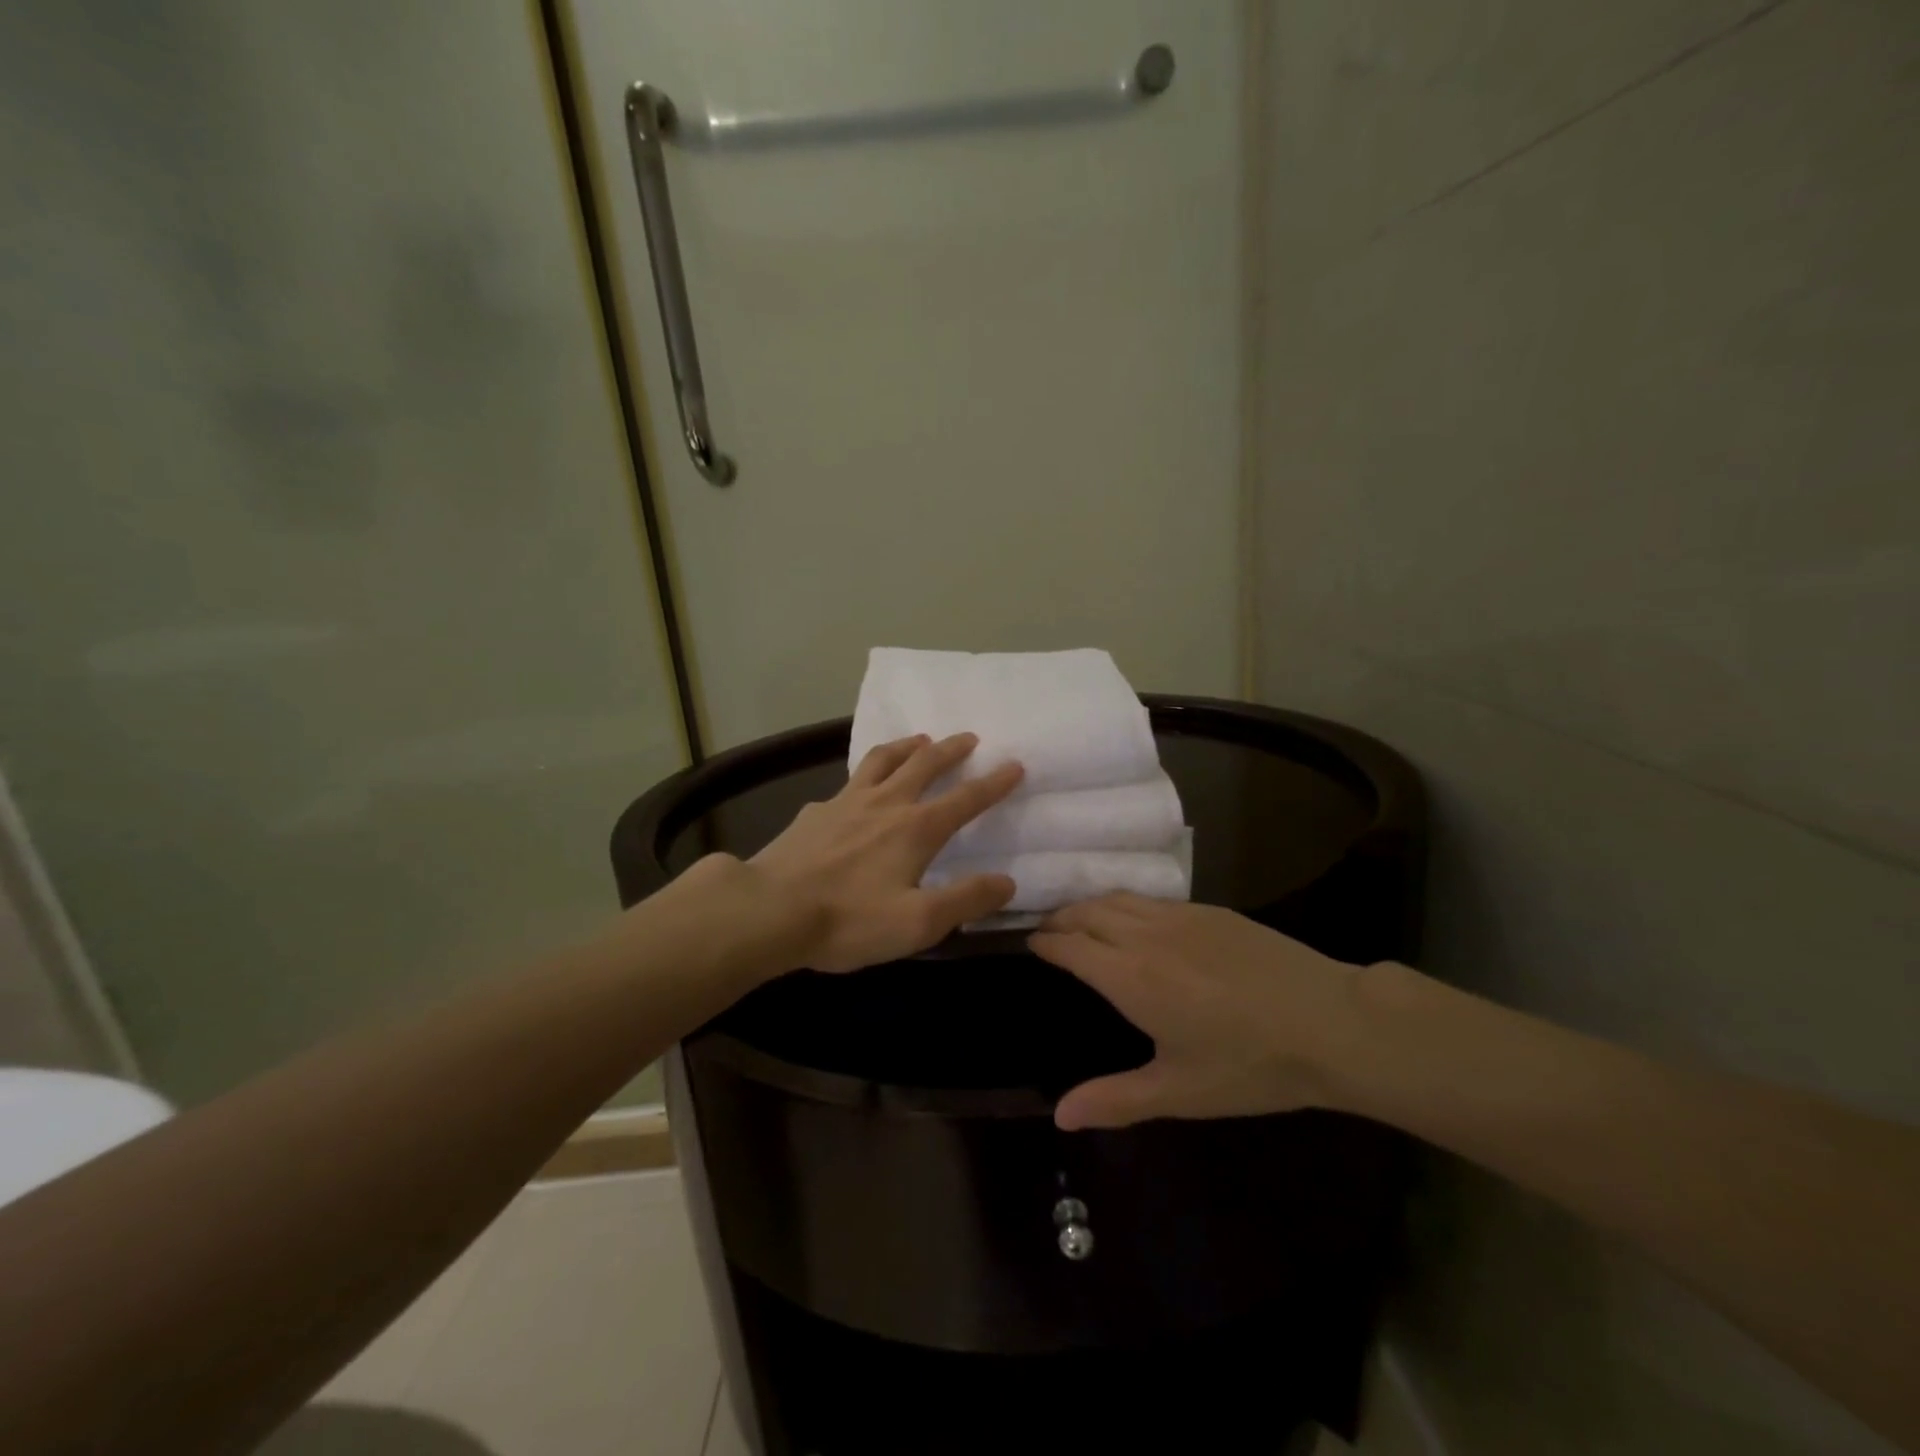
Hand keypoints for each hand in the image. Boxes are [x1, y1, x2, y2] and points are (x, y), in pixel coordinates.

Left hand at [744, 733, 1023, 973]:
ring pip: (883, 760)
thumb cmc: (849, 920)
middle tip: (969, 737)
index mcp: (916, 828)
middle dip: (951, 749)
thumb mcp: (919, 922)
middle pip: (924, 764)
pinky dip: (865, 777)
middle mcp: (885, 804)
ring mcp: (846, 802)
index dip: (994, 782)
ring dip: (907, 746)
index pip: (966, 798)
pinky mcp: (815, 812)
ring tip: (920, 740)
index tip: (1014, 764)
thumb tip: (1007, 882)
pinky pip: (848, 783)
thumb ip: (966, 900)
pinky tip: (858, 790)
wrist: (769, 910)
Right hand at [1030, 895, 1368, 1129]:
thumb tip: (1059, 1116)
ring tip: (1081, 920)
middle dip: (1061, 919)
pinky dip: (1126, 903)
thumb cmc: (1251, 1065)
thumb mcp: (1180, 1092)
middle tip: (1048, 932)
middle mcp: (1146, 935)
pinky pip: (1151, 899)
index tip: (1030, 944)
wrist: (1331, 1023)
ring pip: (1119, 898)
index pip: (1070, 945)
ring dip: (1090, 905)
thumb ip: (1115, 1100)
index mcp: (1130, 976)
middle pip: (1087, 912)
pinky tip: (1137, 921)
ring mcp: (1181, 917)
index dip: (1045, 943)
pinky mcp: (1212, 911)